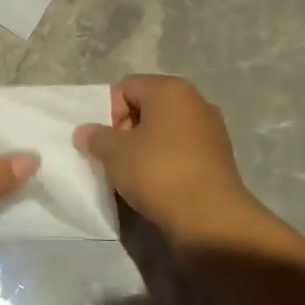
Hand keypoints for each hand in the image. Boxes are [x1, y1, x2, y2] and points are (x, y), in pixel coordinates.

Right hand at [74, 74, 261, 239]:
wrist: (210, 217)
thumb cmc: (158, 172)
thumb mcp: (115, 154)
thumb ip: (96, 137)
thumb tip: (85, 132)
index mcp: (170, 89)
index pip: (126, 87)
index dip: (109, 112)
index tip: (106, 141)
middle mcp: (196, 101)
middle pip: (148, 106)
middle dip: (127, 129)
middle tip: (117, 157)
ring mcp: (211, 129)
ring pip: (165, 130)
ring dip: (146, 147)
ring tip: (135, 174)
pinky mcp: (219, 156)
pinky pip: (182, 149)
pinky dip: (166, 160)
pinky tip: (158, 183)